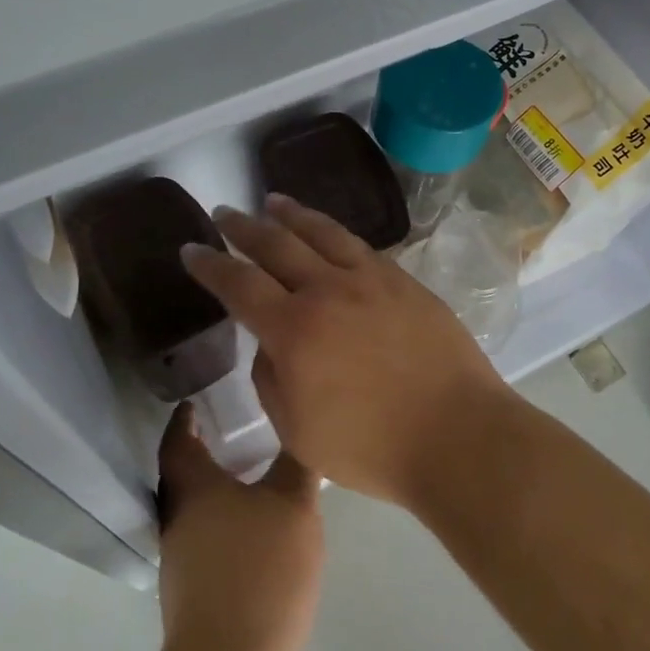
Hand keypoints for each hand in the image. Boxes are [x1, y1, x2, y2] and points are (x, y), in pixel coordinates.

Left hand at [155, 405, 322, 650]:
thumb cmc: (261, 570)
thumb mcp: (293, 506)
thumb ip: (296, 464)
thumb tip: (298, 428)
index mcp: (194, 489)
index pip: (178, 442)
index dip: (183, 420)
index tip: (192, 403)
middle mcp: (177, 519)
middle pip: (181, 477)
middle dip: (199, 454)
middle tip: (227, 434)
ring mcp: (180, 562)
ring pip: (192, 511)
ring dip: (212, 492)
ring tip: (246, 479)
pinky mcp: (190, 596)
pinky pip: (203, 541)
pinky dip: (221, 524)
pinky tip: (250, 533)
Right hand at [180, 194, 512, 505]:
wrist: (458, 435)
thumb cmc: (371, 448)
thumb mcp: (297, 431)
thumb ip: (271, 379)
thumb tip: (270, 342)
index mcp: (293, 330)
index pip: (239, 284)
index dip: (210, 265)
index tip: (191, 250)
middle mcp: (328, 291)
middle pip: (276, 245)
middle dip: (243, 227)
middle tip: (223, 212)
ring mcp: (371, 280)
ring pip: (323, 233)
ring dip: (292, 215)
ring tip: (274, 202)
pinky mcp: (405, 282)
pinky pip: (362, 246)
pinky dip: (336, 234)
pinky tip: (331, 234)